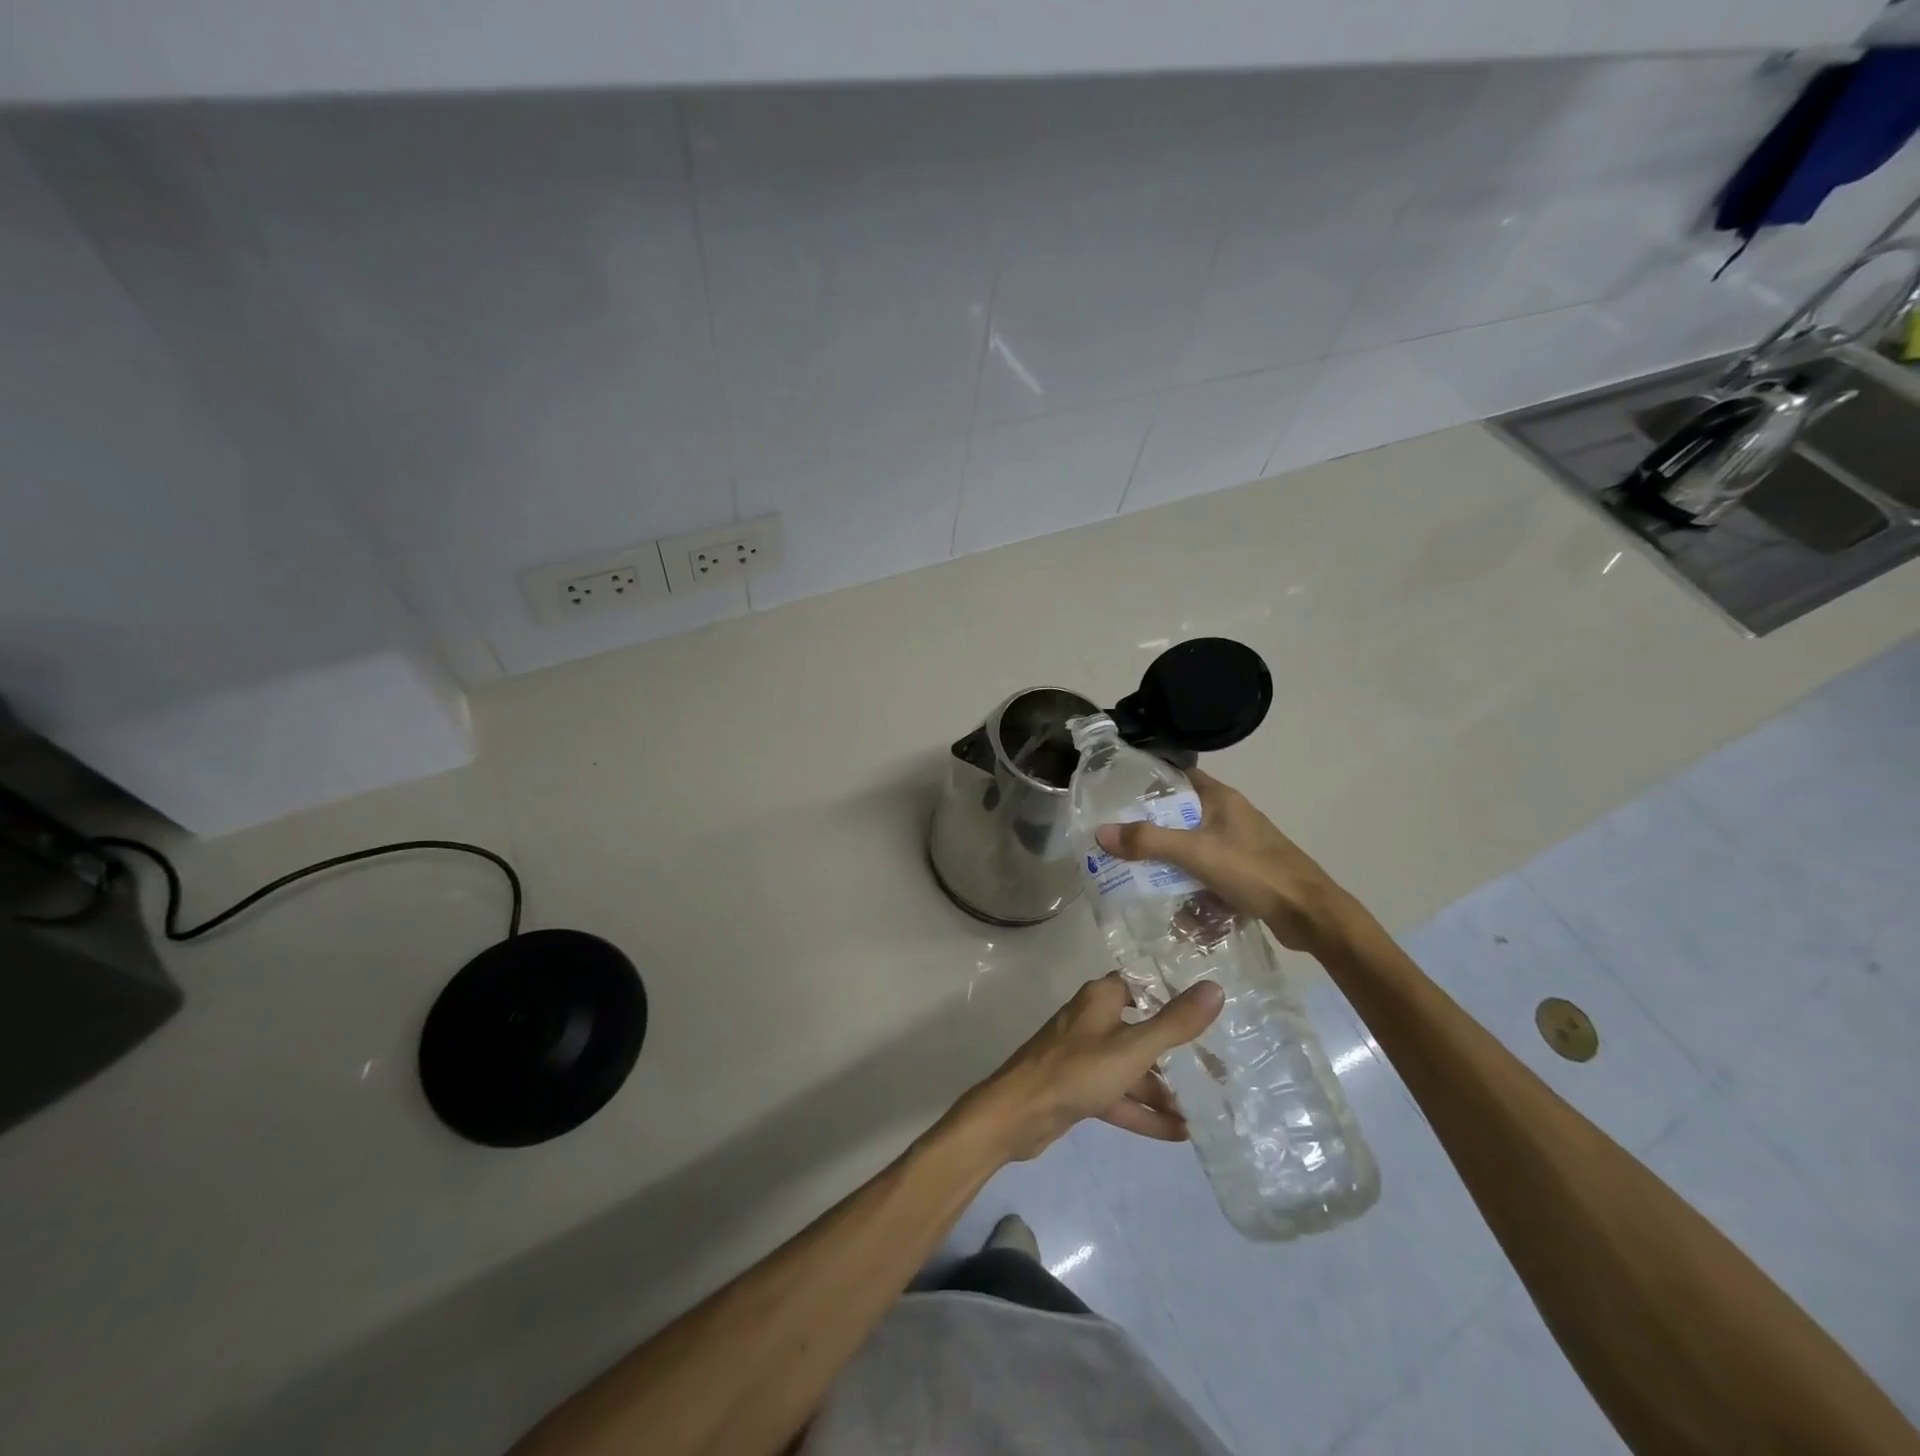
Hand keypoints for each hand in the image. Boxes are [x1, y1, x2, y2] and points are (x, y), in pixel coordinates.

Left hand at [959, 975, 1223, 1162]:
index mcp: (1102, 998)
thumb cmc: (1076, 1070)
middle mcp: (1093, 1020)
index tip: (1211, 1009)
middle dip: (1178, 1052)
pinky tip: (1180, 1133)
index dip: (1175, 994)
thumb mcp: (1133, 1048)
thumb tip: (1215, 988)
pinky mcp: (1079, 1088)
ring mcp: (1085, 1056)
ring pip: (1132, 1068)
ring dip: (1164, 1090)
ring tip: (1205, 1110)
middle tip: (1219, 1070)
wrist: (1017, 1114)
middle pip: (1143, 1030)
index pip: (1144, 985)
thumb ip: (1174, 1023)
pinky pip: (1119, 1095)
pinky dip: (1145, 1112)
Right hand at [1093, 767, 1348, 951]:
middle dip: (1150, 830)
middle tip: (1117, 841)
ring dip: (1168, 862)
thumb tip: (1101, 833)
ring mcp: (1238, 845)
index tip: (1116, 793)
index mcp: (1221, 799)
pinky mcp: (1243, 873)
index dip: (1148, 781)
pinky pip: (1205, 873)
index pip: (1177, 776)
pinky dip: (1189, 885)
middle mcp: (1228, 816)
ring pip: (1191, 847)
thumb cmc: (1254, 871)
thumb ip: (1148, 842)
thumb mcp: (1196, 853)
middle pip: (1179, 815)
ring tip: (1136, 876)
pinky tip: (1172, 906)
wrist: (1310, 915)